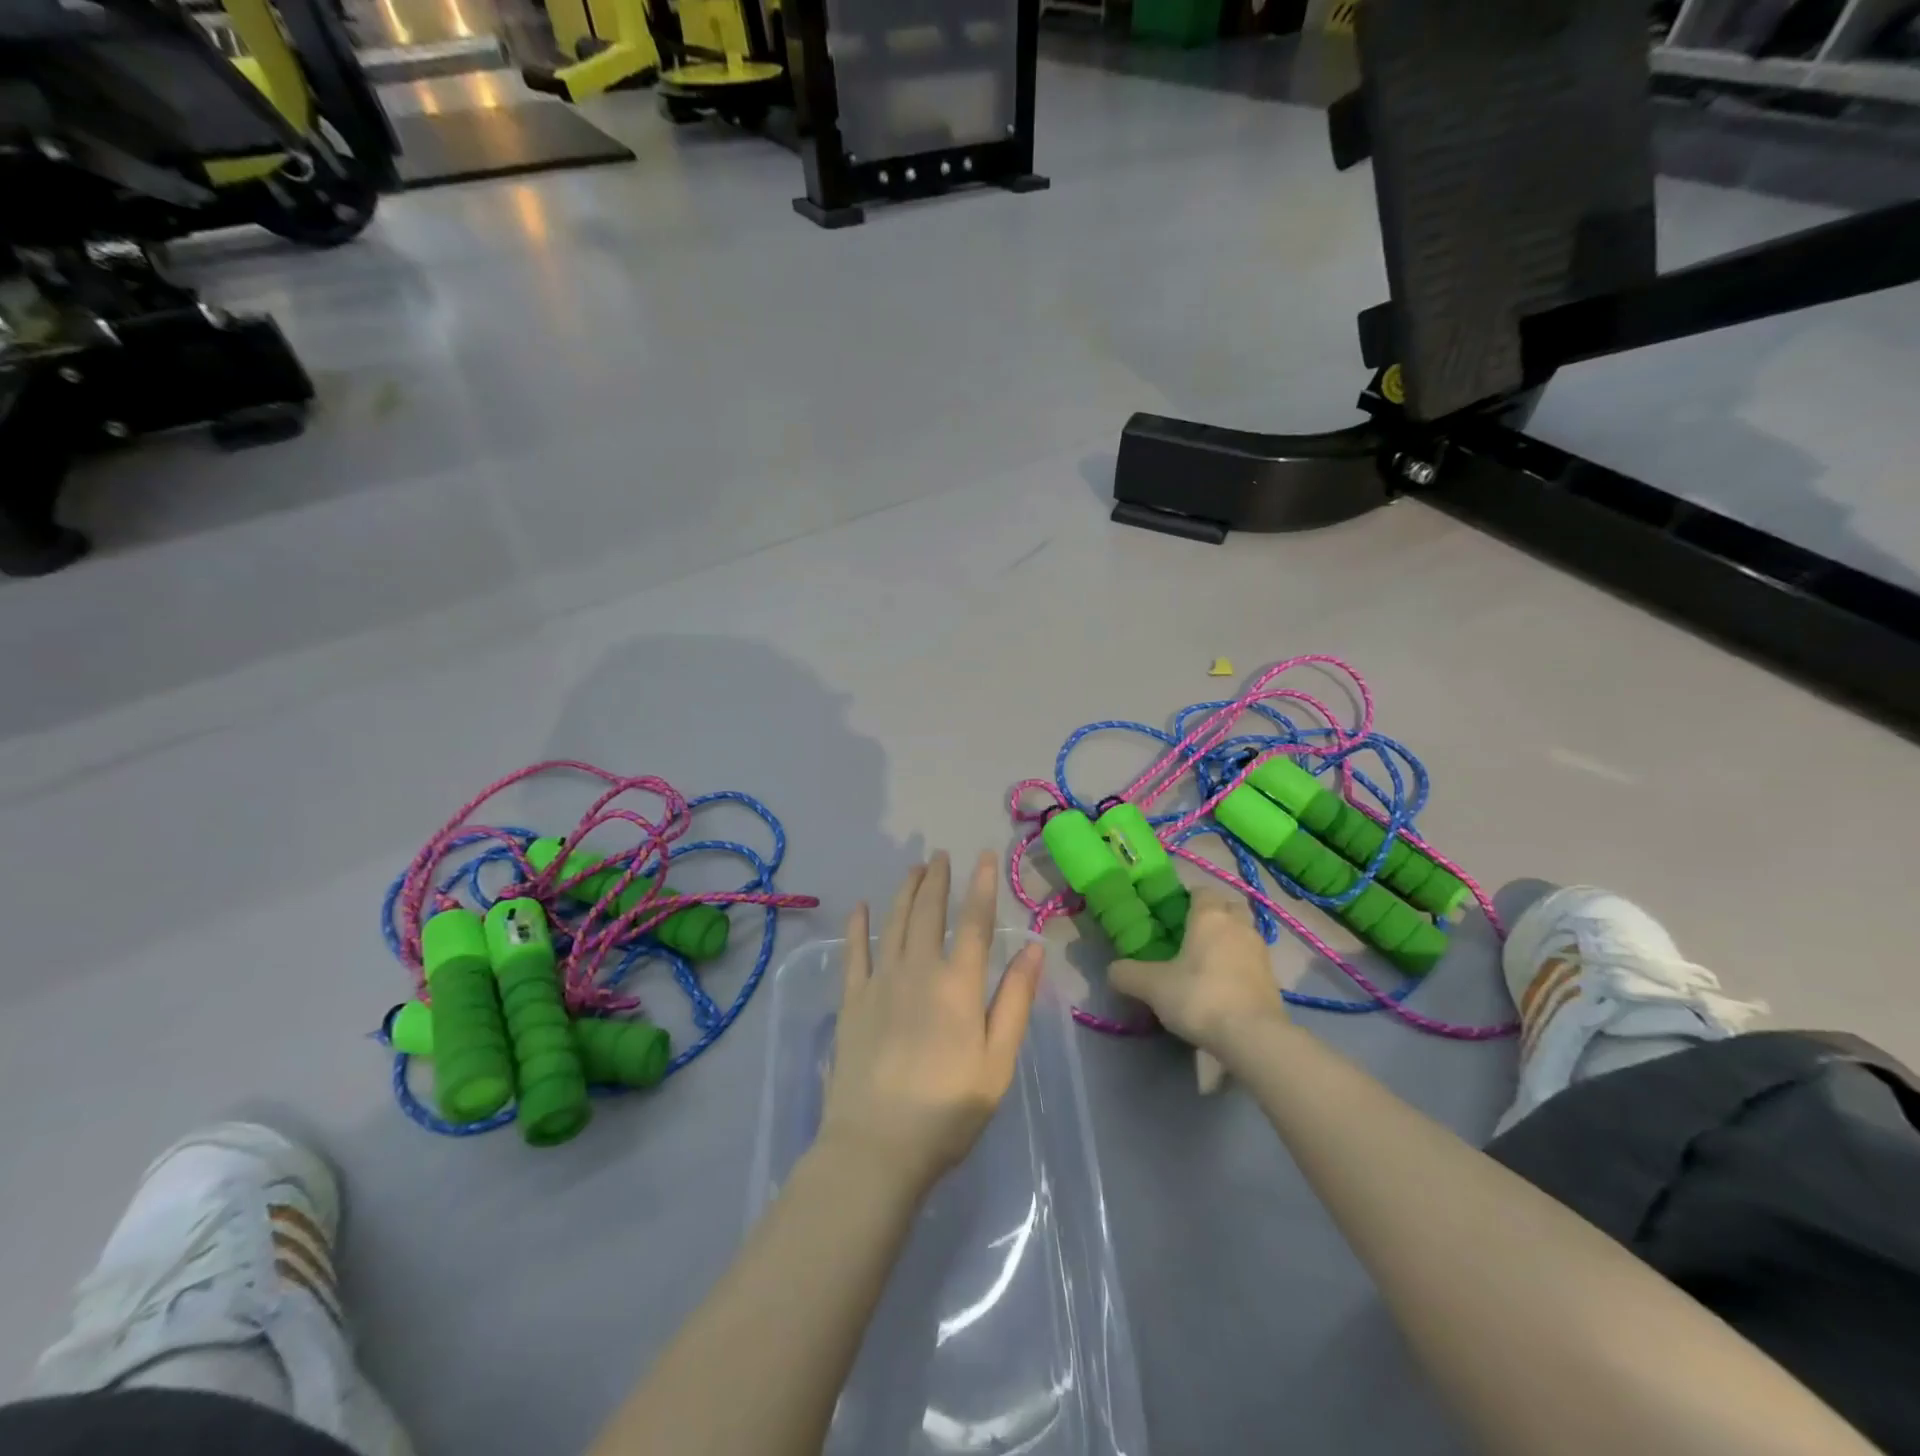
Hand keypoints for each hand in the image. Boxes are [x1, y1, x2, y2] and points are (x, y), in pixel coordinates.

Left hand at [819, 851, 1043, 1197]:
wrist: (877, 1145)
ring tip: (913, 869)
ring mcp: (880, 982)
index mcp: (958, 985)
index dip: (980, 885)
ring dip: (905, 892)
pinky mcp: (852, 1001)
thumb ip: (1015, 1001)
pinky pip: (855, 952)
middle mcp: (918, 970)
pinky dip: (859, 926)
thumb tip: (1034, 947)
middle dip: (937, 879)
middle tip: (940, 854)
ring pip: (894, 922)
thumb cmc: (947, 1109)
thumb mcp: (997, 1062)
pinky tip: (860, 907)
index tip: (983, 856)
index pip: (975, 922)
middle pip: (929, 912)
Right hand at [1109, 889, 1283, 1053]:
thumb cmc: (1199, 997)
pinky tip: (1222, 984)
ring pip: (1242, 933)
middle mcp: (1238, 925)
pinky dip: (1238, 964)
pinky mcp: (1273, 978)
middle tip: (1189, 935)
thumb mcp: (1152, 987)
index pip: (1200, 891)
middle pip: (1227, 907)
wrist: (1253, 1037)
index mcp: (1210, 916)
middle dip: (1212, 915)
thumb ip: (1127, 974)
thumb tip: (1113, 971)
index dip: (1185, 899)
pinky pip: (1251, 959)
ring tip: (1205, 962)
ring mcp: (1260, 951)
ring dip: (1227, 940)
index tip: (1170, 916)